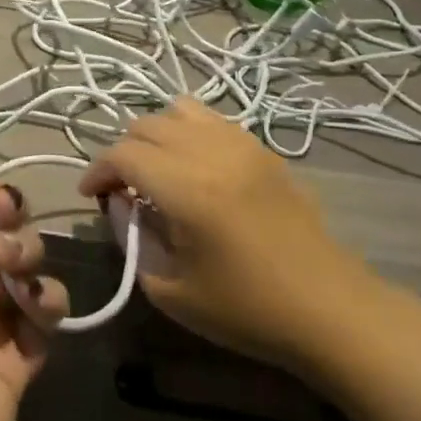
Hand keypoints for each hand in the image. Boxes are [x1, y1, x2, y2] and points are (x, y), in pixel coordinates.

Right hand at [78, 97, 372, 368]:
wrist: (328, 309)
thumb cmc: (246, 309)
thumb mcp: (170, 289)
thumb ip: (134, 239)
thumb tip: (122, 205)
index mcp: (187, 188)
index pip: (123, 154)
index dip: (97, 171)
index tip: (91, 196)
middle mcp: (212, 152)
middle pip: (146, 125)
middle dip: (123, 152)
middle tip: (121, 189)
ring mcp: (242, 145)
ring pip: (180, 111)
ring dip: (155, 135)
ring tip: (155, 170)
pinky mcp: (264, 150)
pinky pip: (212, 120)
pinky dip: (188, 132)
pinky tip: (192, 167)